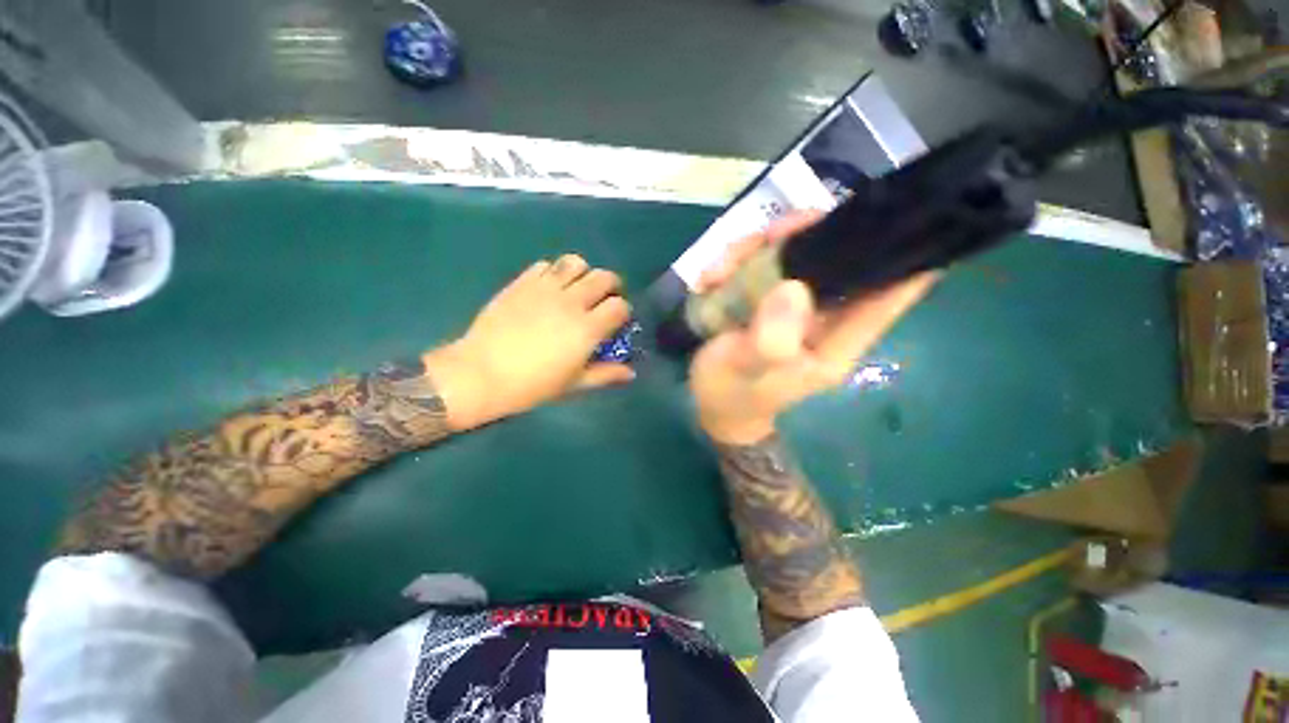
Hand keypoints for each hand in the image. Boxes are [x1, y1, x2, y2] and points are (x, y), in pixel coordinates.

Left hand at [426, 254, 633, 429]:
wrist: (482, 373)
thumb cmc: (532, 385)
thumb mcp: (574, 384)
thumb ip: (606, 374)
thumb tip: (631, 372)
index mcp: (587, 328)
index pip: (619, 306)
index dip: (623, 311)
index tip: (617, 321)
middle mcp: (571, 302)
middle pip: (604, 277)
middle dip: (611, 286)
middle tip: (603, 299)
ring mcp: (545, 288)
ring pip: (575, 262)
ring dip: (584, 272)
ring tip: (578, 288)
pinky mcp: (522, 282)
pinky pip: (545, 265)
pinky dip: (554, 272)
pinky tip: (549, 289)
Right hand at [690, 212, 936, 444]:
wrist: (710, 404)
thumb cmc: (732, 394)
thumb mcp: (747, 370)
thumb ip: (770, 339)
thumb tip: (794, 286)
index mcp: (835, 342)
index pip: (888, 297)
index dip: (906, 256)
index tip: (903, 213)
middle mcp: (821, 317)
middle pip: (835, 259)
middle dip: (807, 236)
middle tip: (772, 234)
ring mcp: (793, 305)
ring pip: (793, 254)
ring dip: (755, 250)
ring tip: (716, 272)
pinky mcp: (766, 299)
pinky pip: (759, 264)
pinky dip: (734, 263)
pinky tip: (709, 279)